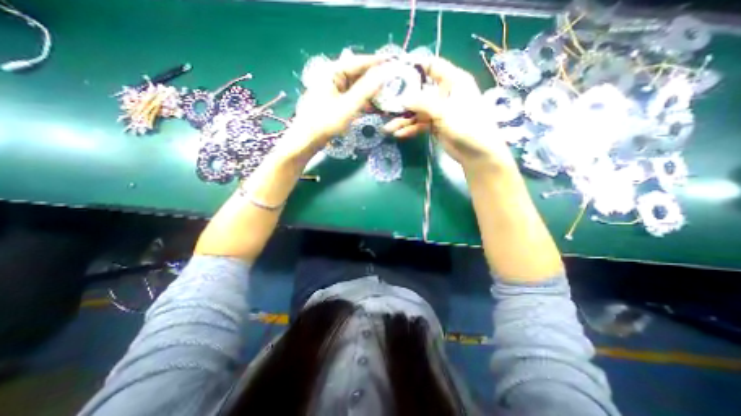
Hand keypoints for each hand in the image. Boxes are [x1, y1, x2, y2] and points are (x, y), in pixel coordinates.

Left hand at [272, 53, 388, 163]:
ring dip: (368, 92)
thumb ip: (366, 90)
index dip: (376, 63)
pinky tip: (369, 107)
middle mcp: (331, 76)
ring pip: (354, 86)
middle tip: (390, 83)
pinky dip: (360, 100)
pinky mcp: (331, 100)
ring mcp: (330, 89)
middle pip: (356, 73)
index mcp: (332, 72)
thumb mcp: (349, 106)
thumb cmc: (326, 122)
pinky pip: (349, 96)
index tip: (392, 63)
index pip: (358, 62)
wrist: (307, 139)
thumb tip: (383, 74)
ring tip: (383, 96)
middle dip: (373, 79)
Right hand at [382, 56, 516, 171]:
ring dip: (403, 119)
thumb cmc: (468, 126)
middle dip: (403, 99)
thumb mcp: (445, 112)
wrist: (476, 153)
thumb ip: (423, 103)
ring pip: (417, 111)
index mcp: (453, 81)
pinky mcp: (435, 125)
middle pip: (420, 91)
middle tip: (386, 104)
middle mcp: (444, 93)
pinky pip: (420, 124)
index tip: (395, 71)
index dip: (415, 66)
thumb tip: (402, 99)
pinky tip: (399, 134)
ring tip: (388, 128)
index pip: (432, 66)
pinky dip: (410, 129)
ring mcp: (439, 110)